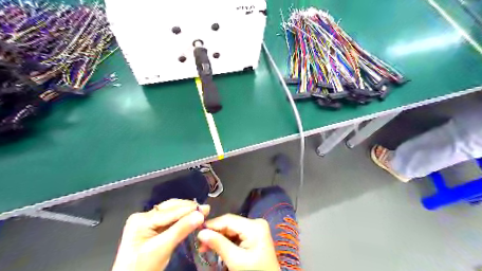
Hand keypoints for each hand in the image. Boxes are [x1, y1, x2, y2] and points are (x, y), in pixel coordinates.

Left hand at [114, 199, 210, 270]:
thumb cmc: (143, 268)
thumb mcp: (162, 249)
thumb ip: (181, 230)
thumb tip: (200, 215)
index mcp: (141, 220)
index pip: (170, 212)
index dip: (190, 209)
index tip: (207, 208)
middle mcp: (143, 216)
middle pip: (170, 208)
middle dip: (188, 209)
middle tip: (206, 209)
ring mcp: (146, 221)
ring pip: (171, 212)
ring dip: (186, 213)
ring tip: (201, 212)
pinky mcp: (150, 227)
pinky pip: (169, 220)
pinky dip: (181, 219)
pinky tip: (190, 219)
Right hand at [197, 215, 278, 269]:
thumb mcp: (235, 260)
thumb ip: (218, 244)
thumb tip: (200, 232)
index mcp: (254, 226)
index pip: (228, 220)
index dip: (211, 225)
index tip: (196, 232)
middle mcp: (256, 222)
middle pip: (230, 224)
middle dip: (215, 233)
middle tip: (200, 244)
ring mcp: (256, 228)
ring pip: (232, 229)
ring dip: (219, 237)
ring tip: (205, 247)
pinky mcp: (254, 235)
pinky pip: (237, 234)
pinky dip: (226, 241)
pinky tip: (217, 247)